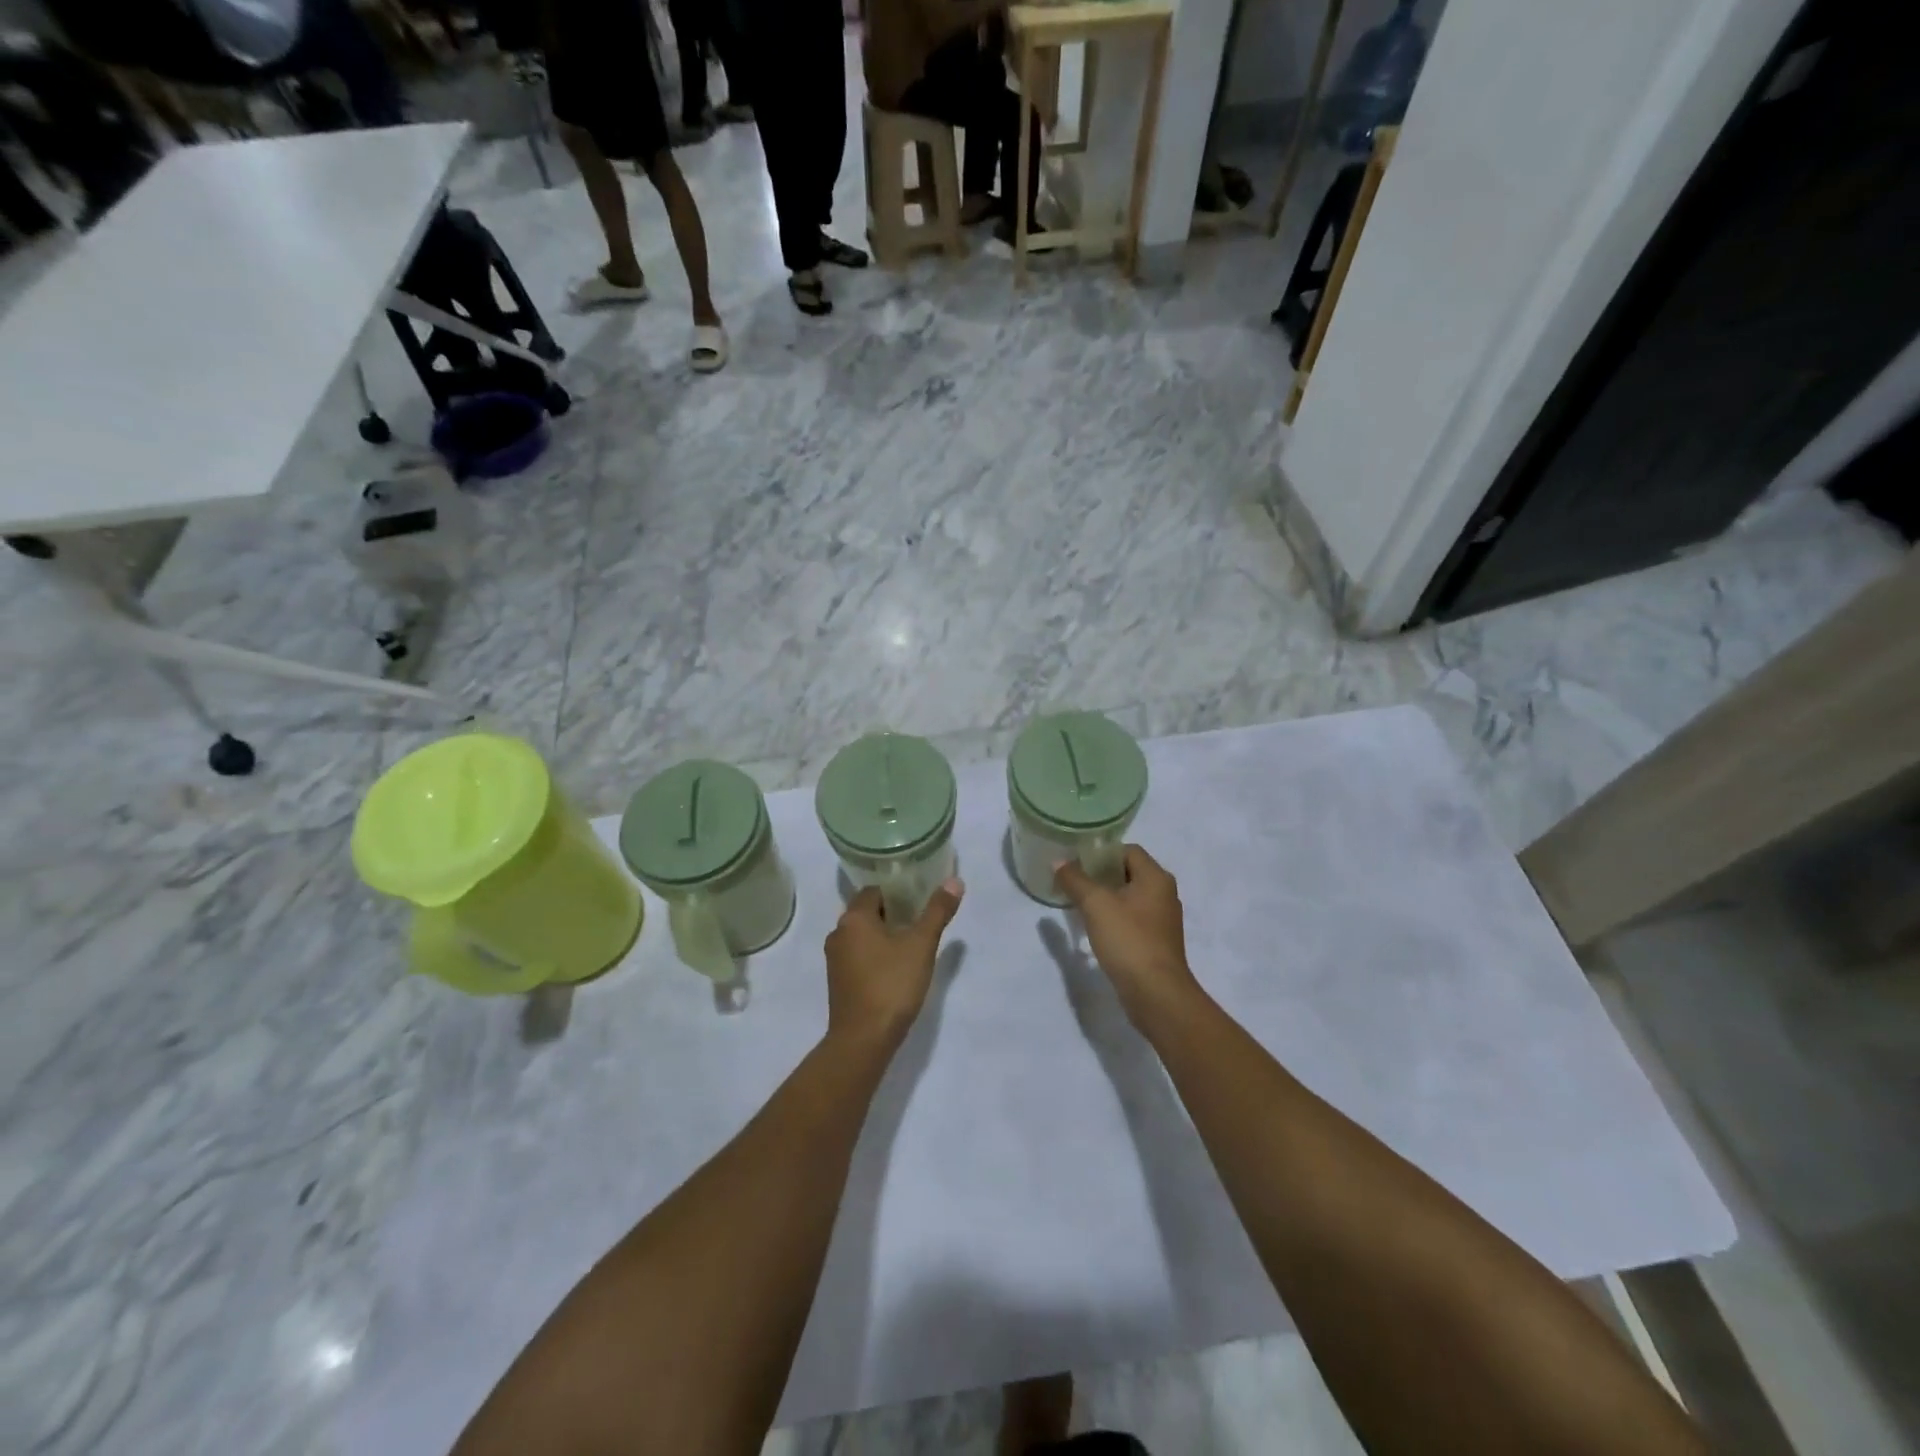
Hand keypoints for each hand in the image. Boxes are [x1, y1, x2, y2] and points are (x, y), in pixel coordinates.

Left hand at [824, 880, 964, 1051]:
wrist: (863, 1039)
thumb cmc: (892, 984)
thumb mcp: (921, 945)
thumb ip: (937, 911)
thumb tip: (954, 881)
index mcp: (853, 918)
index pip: (874, 891)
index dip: (898, 893)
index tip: (919, 901)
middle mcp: (838, 933)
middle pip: (867, 912)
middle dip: (893, 914)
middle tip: (920, 922)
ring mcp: (835, 960)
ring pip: (862, 936)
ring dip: (883, 936)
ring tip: (911, 945)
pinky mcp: (838, 982)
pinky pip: (858, 956)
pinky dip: (875, 955)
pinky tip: (895, 968)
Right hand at [1054, 846, 1197, 1028]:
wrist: (1156, 994)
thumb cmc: (1128, 940)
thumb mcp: (1096, 905)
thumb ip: (1075, 880)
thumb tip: (1059, 861)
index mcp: (1156, 878)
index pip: (1127, 850)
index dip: (1101, 853)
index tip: (1076, 863)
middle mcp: (1164, 894)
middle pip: (1127, 873)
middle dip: (1099, 876)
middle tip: (1072, 883)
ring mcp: (1162, 920)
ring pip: (1129, 898)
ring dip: (1105, 899)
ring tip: (1078, 905)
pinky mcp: (1156, 943)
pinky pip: (1132, 920)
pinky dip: (1113, 919)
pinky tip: (1094, 929)